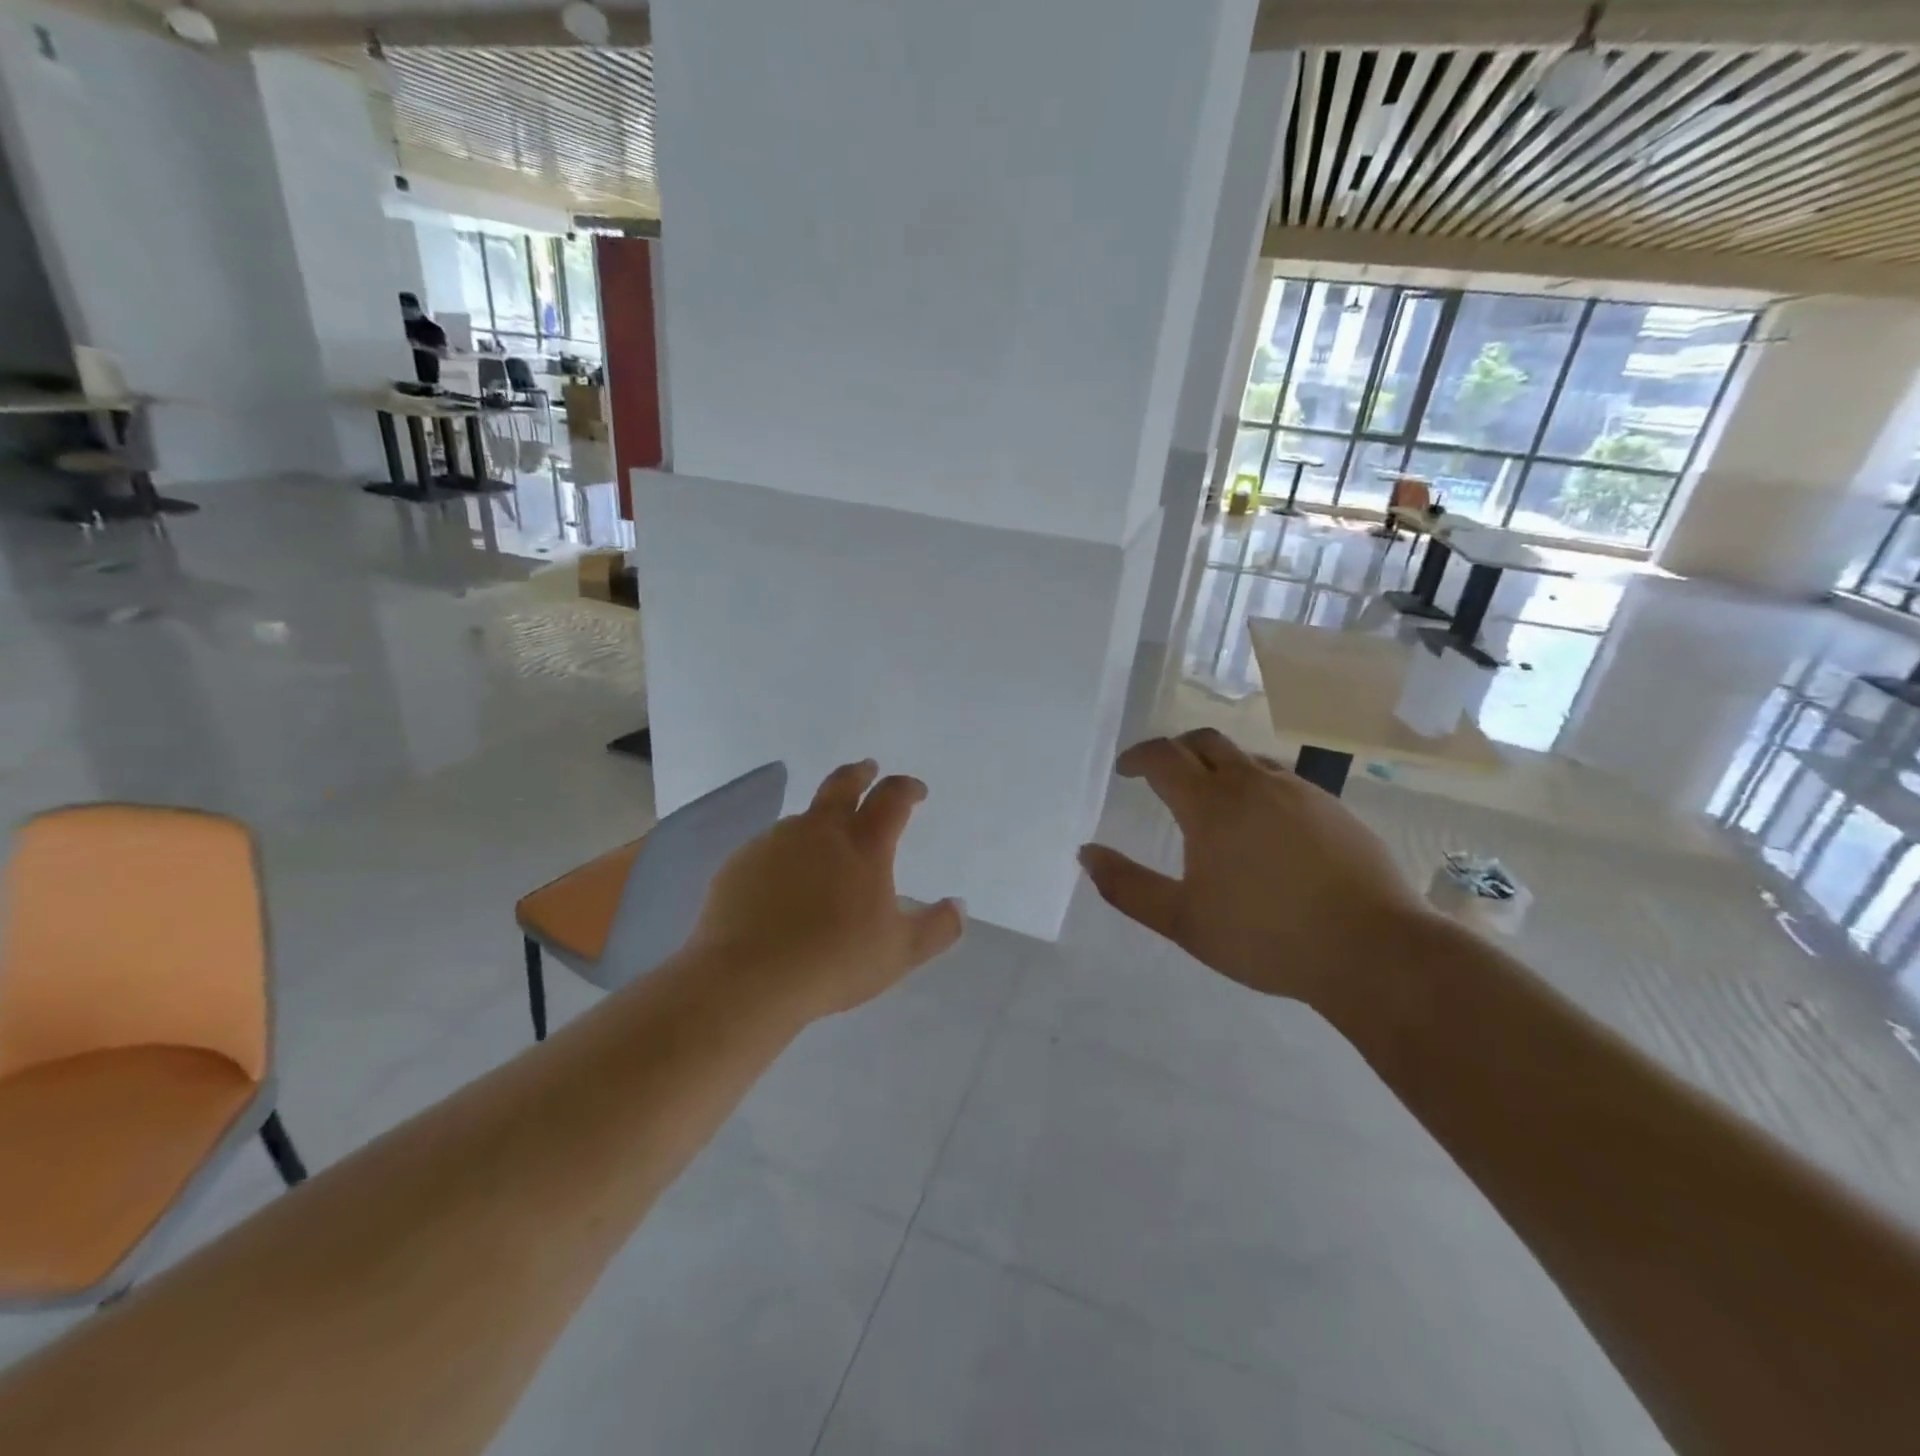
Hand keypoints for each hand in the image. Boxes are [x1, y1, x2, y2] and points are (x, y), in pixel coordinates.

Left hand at [690, 760, 964, 1018]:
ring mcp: (775, 842)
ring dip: (821, 821)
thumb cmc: (835, 962)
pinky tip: (783, 885)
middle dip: (860, 773)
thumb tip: (958, 906)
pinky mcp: (740, 863)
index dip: (907, 788)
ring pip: (804, 818)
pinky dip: (786, 856)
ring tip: (825, 846)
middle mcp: (819, 830)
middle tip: (868, 769)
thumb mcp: (900, 953)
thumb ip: (937, 928)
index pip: (892, 798)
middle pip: (842, 784)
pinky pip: (770, 849)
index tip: (916, 792)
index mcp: (864, 845)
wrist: (748, 978)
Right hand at [1079, 729, 1430, 1008]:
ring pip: (1248, 759)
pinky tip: (1264, 826)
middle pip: (1206, 742)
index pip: (1164, 757)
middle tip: (1162, 774)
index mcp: (1212, 804)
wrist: (1373, 951)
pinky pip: (1283, 781)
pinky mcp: (1334, 808)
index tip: (1125, 770)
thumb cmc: (1265, 936)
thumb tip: (1086, 853)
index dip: (1138, 757)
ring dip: (1219, 767)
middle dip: (1177, 750)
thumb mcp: (1182, 920)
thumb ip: (1127, 886)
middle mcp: (1254, 783)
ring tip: (1212, 800)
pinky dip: (1257, 786)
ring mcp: (1300, 792)